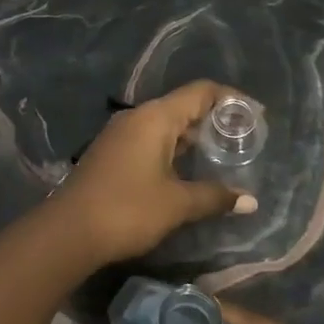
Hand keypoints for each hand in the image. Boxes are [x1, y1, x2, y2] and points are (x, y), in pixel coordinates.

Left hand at [48, 81, 258, 265]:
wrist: (68, 232)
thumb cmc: (127, 209)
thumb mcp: (177, 204)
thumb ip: (215, 197)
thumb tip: (250, 201)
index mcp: (155, 117)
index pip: (200, 91)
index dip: (231, 99)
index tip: (256, 115)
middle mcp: (137, 117)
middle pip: (183, 106)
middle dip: (214, 120)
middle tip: (242, 140)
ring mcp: (120, 135)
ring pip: (165, 125)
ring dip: (192, 138)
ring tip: (221, 155)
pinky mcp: (111, 154)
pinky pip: (150, 140)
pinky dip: (173, 149)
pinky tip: (186, 171)